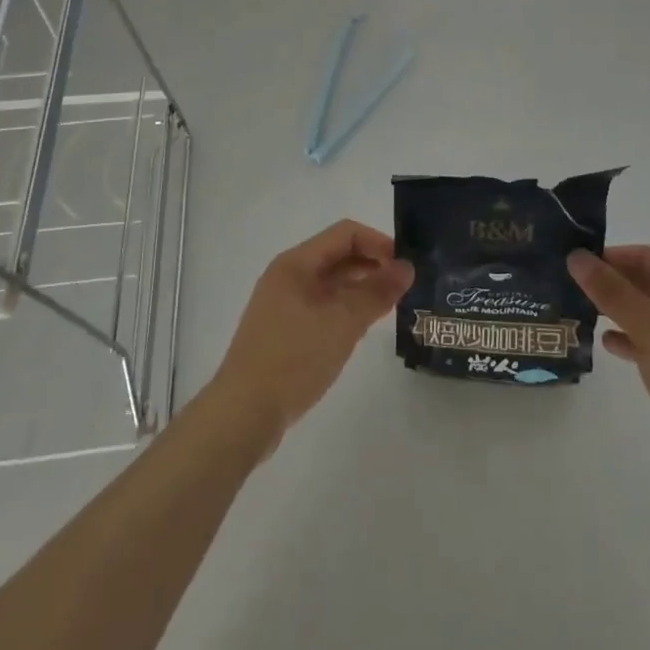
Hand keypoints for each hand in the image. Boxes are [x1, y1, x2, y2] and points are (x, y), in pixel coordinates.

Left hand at [210, 220, 412, 453]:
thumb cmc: (293, 359)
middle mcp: (288, 276)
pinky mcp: (284, 331)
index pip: (345, 234)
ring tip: (390, 307)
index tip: (406, 265)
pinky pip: (322, 306)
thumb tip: (407, 267)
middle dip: (372, 265)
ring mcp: (283, 304)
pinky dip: (345, 309)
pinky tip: (362, 328)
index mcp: (296, 263)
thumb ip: (376, 292)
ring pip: (330, 284)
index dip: (378, 243)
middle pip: (337, 256)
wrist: (242, 415)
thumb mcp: (342, 323)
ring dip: (360, 289)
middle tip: (404, 287)